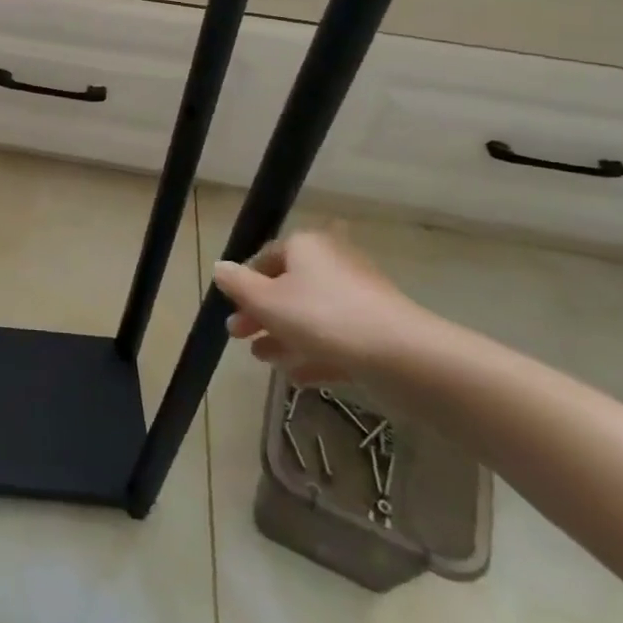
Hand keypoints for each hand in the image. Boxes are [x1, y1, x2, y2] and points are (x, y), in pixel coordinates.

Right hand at [215, 227, 443, 383]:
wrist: (403, 356)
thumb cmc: (322, 317)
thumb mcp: (265, 300)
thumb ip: (237, 284)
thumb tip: (220, 267)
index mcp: (306, 246)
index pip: (266, 257)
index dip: (244, 282)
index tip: (231, 308)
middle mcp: (333, 263)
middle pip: (288, 287)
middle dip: (261, 314)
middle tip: (239, 336)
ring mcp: (359, 297)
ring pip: (311, 315)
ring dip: (284, 336)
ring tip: (263, 359)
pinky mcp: (377, 330)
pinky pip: (336, 338)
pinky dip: (314, 353)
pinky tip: (296, 376)